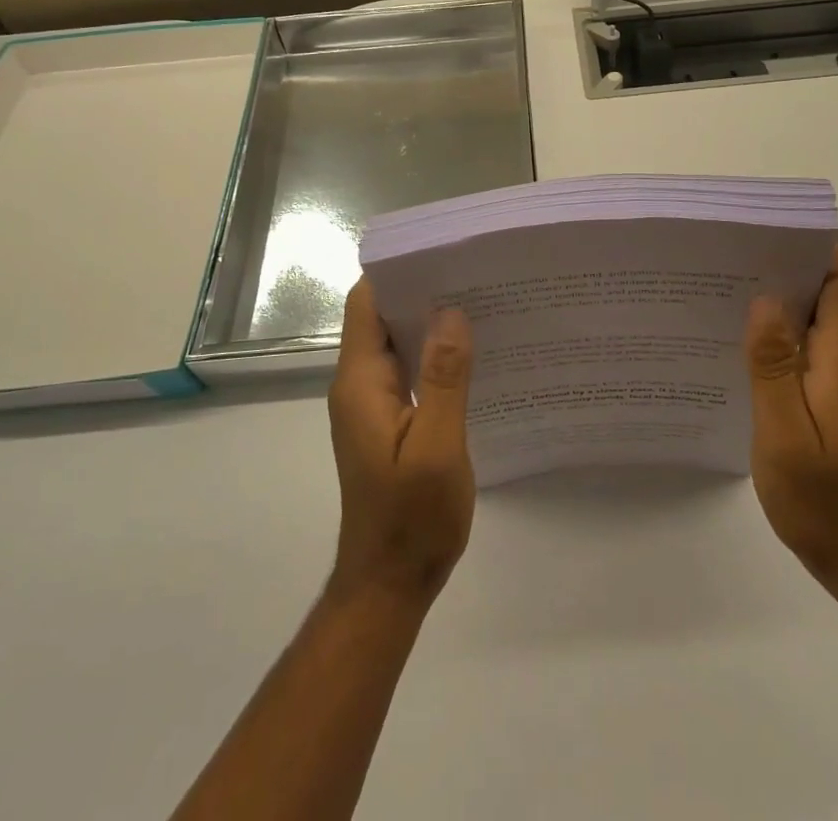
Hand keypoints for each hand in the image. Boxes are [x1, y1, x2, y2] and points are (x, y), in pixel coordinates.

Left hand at [328, 280, 475, 605]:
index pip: (366, 304)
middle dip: (420, 290)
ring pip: (396, 343)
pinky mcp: (386, 422)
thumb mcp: (437, 448)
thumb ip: (445, 378)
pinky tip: (471, 353)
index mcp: (361, 382)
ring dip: (429, 322)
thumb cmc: (412, 520)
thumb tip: (452, 311)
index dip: (396, 271)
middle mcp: (359, 384)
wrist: (389, 586)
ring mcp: (371, 405)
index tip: (440, 252)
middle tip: (472, 272)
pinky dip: (433, 354)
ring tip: (479, 302)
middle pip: (381, 317)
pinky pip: (407, 370)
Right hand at [746, 243, 837, 589]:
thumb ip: (775, 366)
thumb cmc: (823, 500)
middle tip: (732, 255)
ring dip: (779, 297)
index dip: (818, 248)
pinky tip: (738, 341)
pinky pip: (805, 345)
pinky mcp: (829, 396)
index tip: (771, 233)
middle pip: (831, 291)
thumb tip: (766, 300)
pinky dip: (777, 331)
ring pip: (815, 317)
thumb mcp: (786, 434)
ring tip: (725, 289)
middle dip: (788, 264)